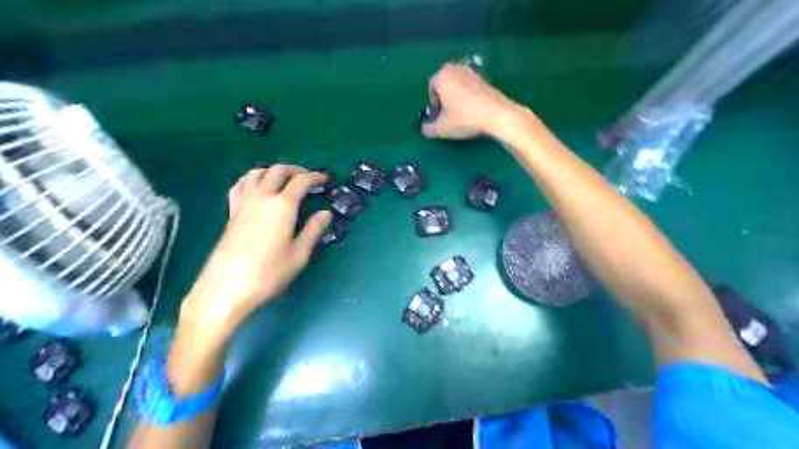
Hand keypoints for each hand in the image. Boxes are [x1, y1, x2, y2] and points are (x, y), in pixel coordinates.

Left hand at [181, 167, 330, 334]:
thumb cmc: (268, 274)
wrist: (226, 288)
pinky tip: (257, 189)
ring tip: (284, 180)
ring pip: (256, 173)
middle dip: (296, 170)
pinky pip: (241, 185)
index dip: (315, 177)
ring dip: (273, 171)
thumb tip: (325, 213)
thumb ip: (313, 231)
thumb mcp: (299, 255)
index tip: (325, 180)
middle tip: (308, 179)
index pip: (301, 181)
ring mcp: (243, 203)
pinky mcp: (231, 212)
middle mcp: (262, 198)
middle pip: (278, 171)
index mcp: (282, 206)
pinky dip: (253, 179)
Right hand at [420, 62, 521, 136]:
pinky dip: (468, 97)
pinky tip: (473, 110)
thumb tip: (425, 129)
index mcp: (442, 76)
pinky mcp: (485, 78)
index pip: (431, 87)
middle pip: (445, 84)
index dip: (433, 103)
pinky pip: (470, 87)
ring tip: (461, 113)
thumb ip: (428, 129)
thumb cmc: (464, 118)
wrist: (496, 114)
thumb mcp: (442, 129)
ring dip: (456, 97)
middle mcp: (456, 68)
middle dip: (444, 97)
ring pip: (458, 85)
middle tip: (449, 114)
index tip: (439, 115)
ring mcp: (472, 72)